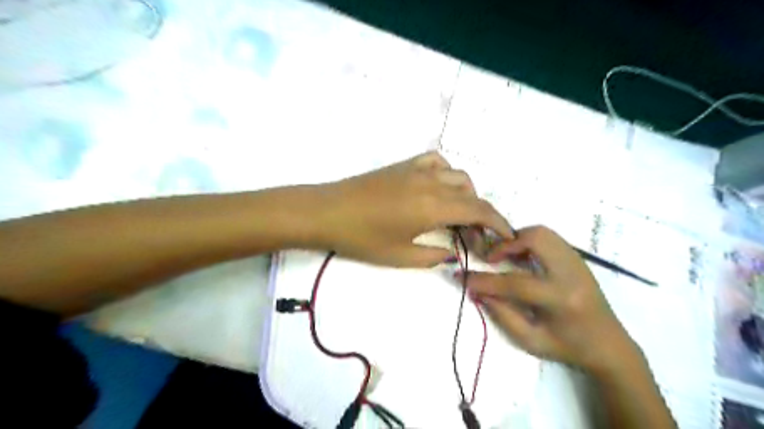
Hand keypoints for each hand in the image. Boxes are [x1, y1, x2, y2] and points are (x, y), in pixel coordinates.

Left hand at [310, 153, 511, 267]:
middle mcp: (431, 183)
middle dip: (482, 214)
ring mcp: (417, 170)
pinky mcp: (403, 165)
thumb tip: (452, 254)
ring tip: (458, 214)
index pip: (478, 210)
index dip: (498, 223)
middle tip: (475, 236)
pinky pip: (436, 161)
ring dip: (467, 193)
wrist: (327, 211)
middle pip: (472, 193)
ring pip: (457, 174)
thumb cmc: (361, 238)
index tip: (506, 235)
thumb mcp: (400, 256)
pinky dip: (447, 173)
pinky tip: (439, 188)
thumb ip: (433, 255)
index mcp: (433, 207)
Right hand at [466, 225, 642, 374]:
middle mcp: (571, 273)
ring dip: (517, 239)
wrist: (609, 345)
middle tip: (490, 259)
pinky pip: (549, 237)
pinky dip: (529, 241)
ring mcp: (577, 262)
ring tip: (505, 256)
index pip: (514, 283)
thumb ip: (502, 314)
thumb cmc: (568, 347)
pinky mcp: (577, 258)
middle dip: (505, 245)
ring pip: (542, 232)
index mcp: (560, 299)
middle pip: (534, 240)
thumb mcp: (531, 340)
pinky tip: (522, 256)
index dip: (484, 280)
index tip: (461, 276)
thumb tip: (476, 291)